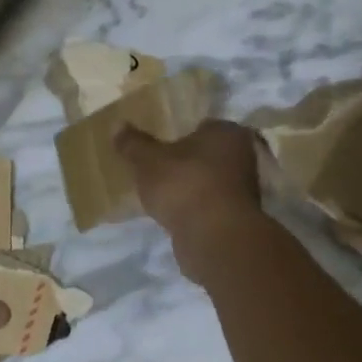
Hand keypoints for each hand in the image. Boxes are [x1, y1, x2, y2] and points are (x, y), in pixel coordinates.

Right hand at [114, 120, 264, 279]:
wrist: (213, 237)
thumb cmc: (184, 185)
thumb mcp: (148, 161)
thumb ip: (133, 144)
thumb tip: (117, 124)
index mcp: (227, 133)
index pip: (204, 126)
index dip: (182, 134)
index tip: (162, 145)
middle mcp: (244, 157)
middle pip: (209, 155)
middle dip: (189, 161)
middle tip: (160, 168)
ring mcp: (245, 190)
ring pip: (211, 181)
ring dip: (192, 187)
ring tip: (164, 193)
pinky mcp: (237, 219)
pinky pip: (210, 206)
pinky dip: (196, 209)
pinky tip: (175, 214)